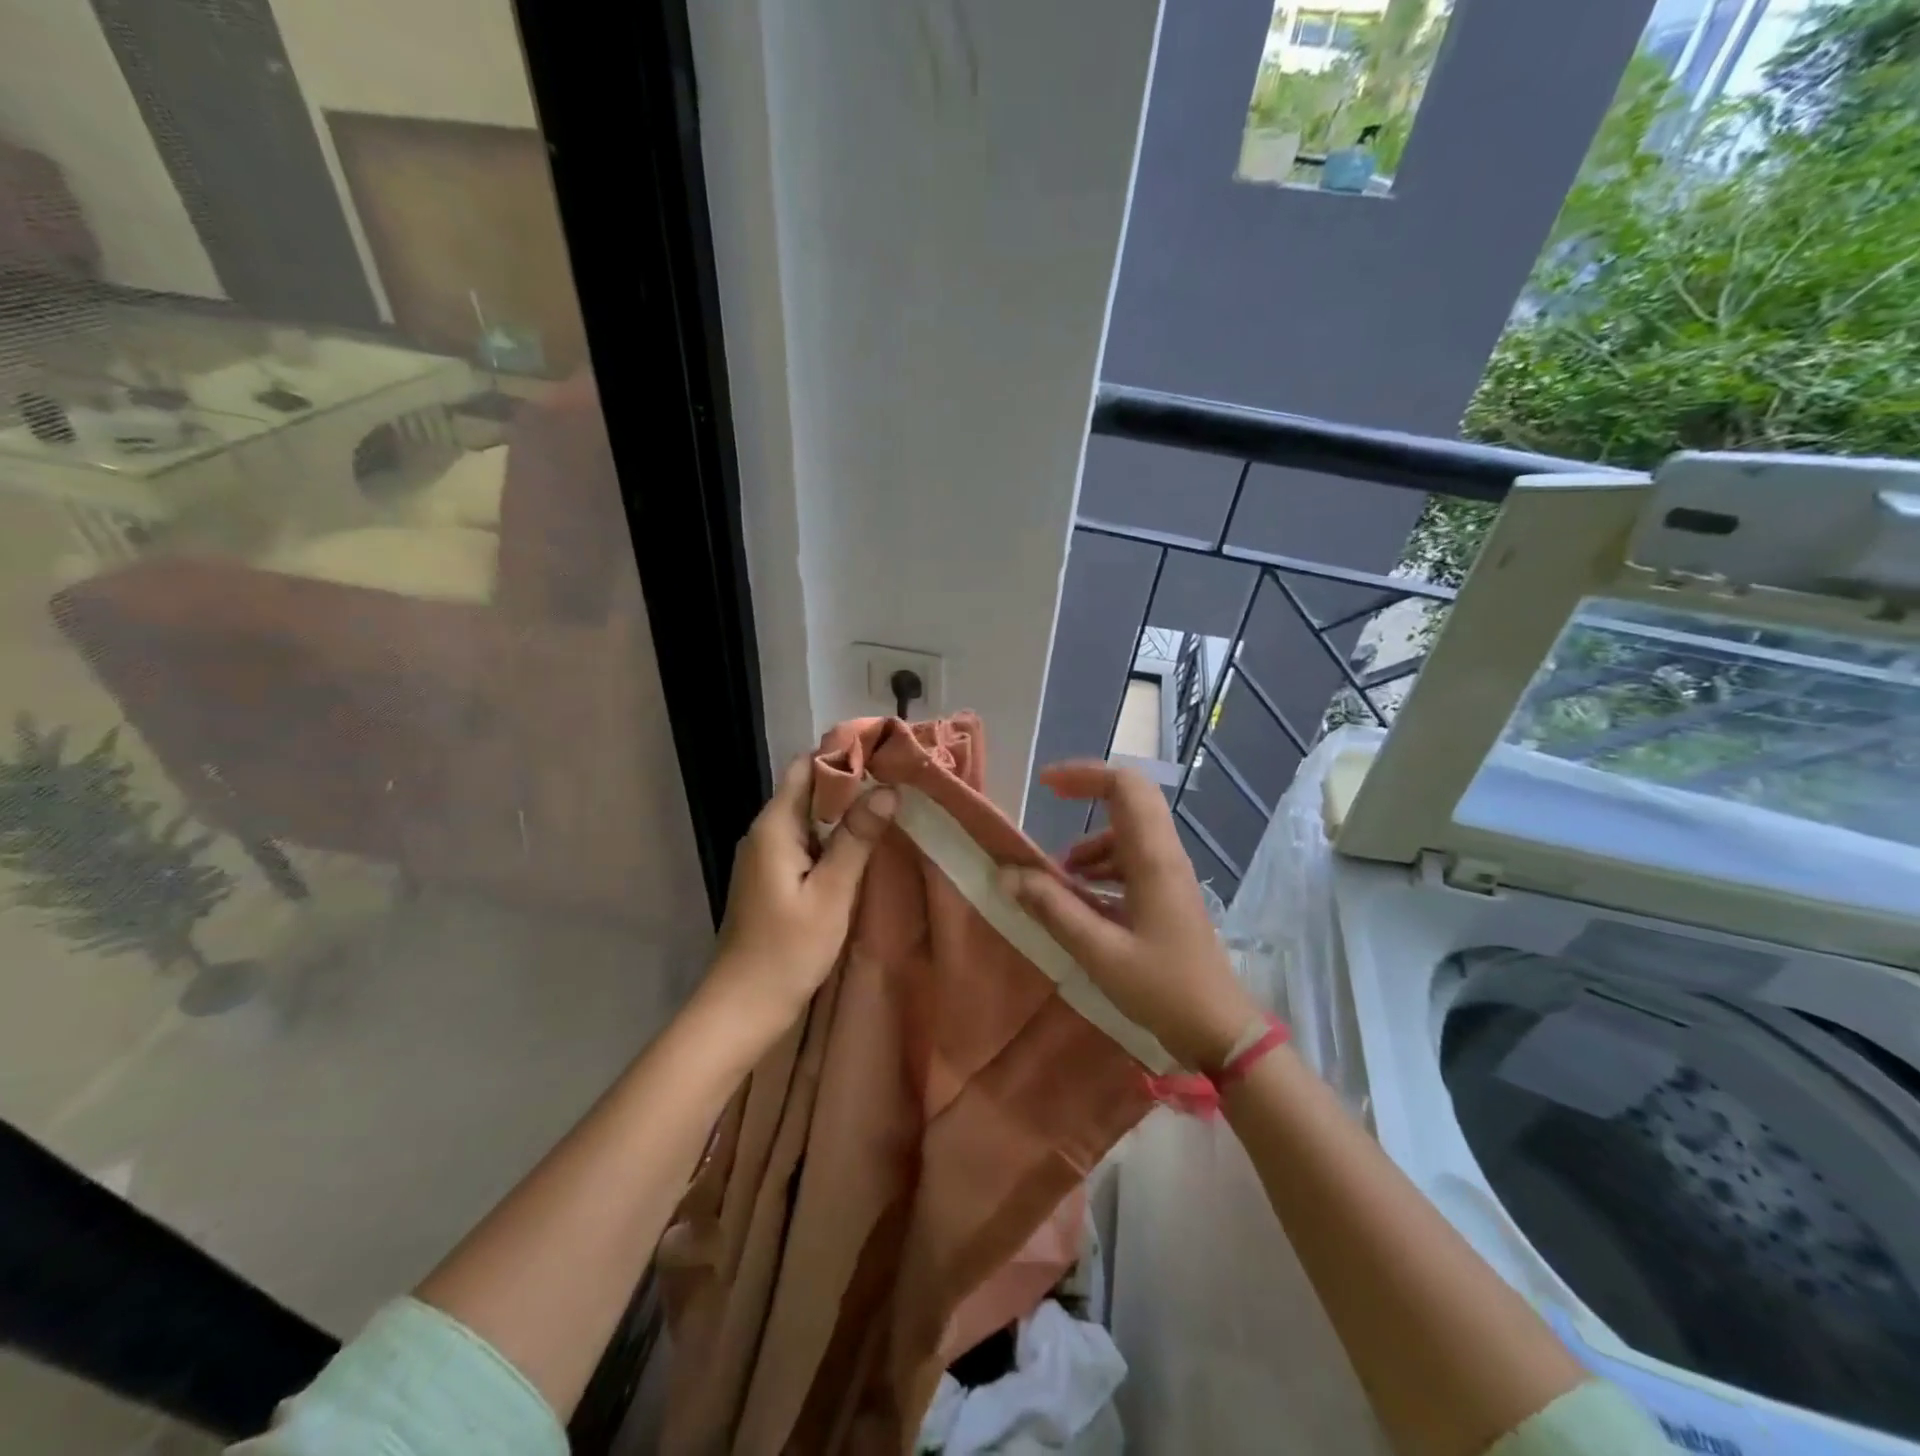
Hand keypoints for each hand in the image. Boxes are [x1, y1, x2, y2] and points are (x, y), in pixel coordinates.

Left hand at [706, 754, 897, 1035]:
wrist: (743, 1007)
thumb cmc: (787, 951)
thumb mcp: (831, 893)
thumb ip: (857, 839)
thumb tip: (887, 790)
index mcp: (774, 827)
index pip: (807, 767)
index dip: (844, 753)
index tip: (886, 751)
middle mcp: (766, 832)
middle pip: (808, 788)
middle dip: (851, 779)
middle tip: (898, 778)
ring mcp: (766, 855)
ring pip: (809, 815)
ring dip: (845, 808)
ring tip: (891, 804)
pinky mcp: (773, 876)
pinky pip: (806, 840)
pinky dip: (834, 835)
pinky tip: (864, 843)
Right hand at [998, 762, 1260, 1070]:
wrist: (1220, 1030)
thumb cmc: (1162, 988)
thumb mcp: (1099, 952)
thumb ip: (1053, 909)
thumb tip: (1008, 874)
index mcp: (1152, 859)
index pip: (1125, 787)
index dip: (1085, 775)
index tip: (1046, 784)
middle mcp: (1164, 856)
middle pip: (1130, 799)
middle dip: (1087, 792)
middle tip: (1050, 800)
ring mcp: (1169, 875)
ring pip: (1128, 832)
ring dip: (1090, 841)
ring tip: (1057, 876)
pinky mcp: (1168, 895)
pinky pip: (1132, 861)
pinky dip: (1102, 866)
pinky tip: (1082, 899)